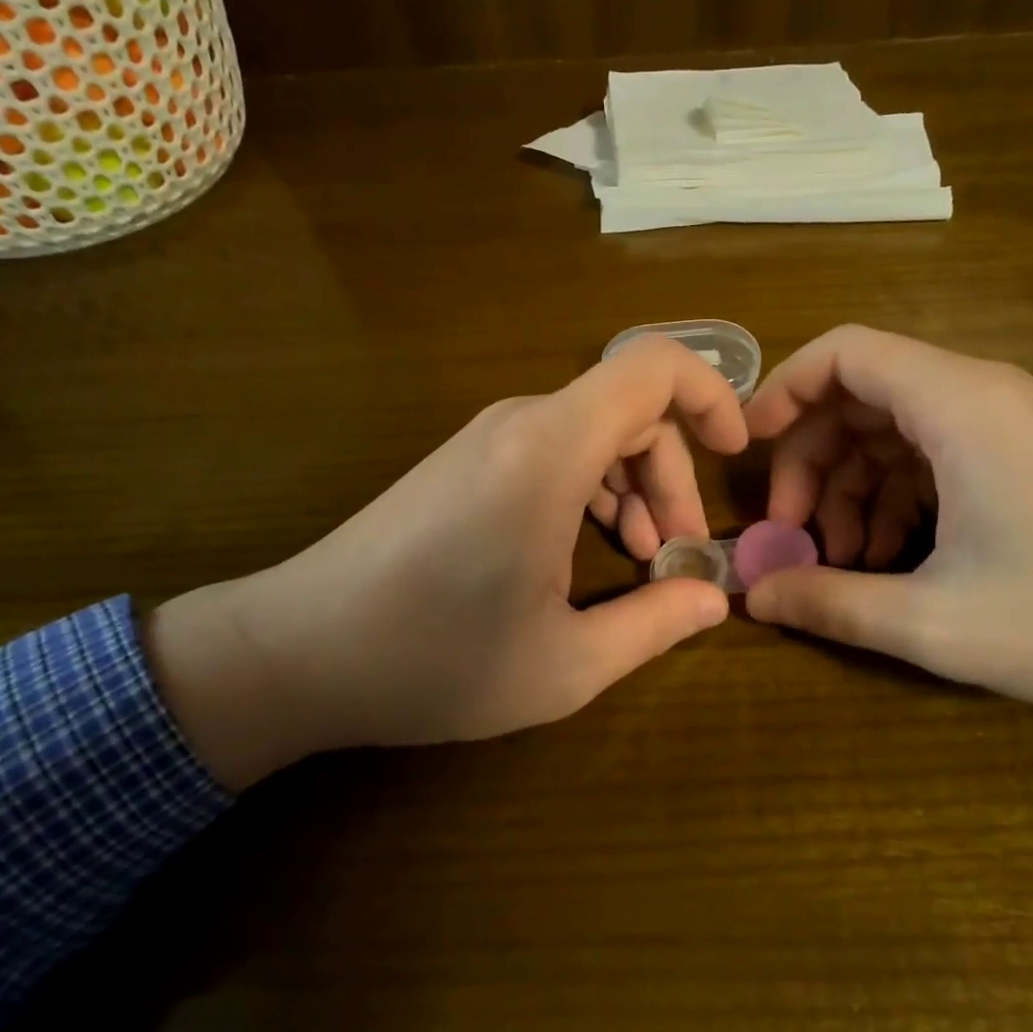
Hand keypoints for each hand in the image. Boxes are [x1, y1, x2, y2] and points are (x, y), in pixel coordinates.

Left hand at [147, 336, 746, 787]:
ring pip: (592, 431)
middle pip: (629, 410)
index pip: (653, 368)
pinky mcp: (464, 461)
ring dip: (631, 486)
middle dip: (672, 476)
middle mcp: (519, 424)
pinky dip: (589, 488)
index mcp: (550, 452)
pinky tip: (582, 553)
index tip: (736, 454)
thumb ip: (654, 624)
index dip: (712, 395)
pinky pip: (552, 449)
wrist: (296, 652)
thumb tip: (714, 597)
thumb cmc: (433, 661)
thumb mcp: (564, 663)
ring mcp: (485, 438)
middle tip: (676, 553)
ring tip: (637, 558)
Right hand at [743, 325, 1032, 797]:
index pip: (844, 352)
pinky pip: (933, 455)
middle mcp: (980, 396)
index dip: (783, 390)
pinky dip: (895, 497)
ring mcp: (1007, 425)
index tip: (748, 449)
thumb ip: (831, 604)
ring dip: (850, 488)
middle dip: (809, 460)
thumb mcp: (938, 623)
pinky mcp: (1025, 456)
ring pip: (893, 430)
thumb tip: (753, 596)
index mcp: (958, 406)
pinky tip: (888, 560)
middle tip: (791, 534)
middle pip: (859, 395)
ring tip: (840, 563)